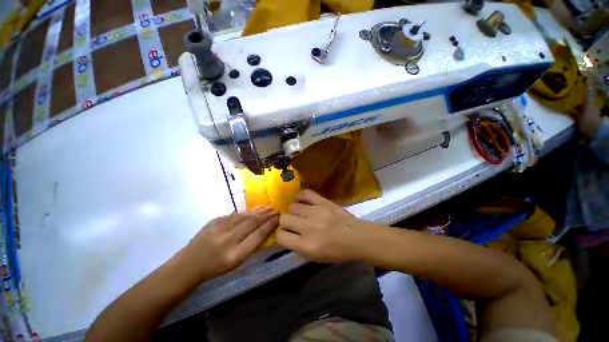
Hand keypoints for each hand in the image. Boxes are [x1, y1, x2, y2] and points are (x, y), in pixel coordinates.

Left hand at [181, 208, 277, 279]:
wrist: (189, 264)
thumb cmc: (216, 268)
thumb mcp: (236, 263)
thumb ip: (252, 246)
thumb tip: (266, 229)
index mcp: (234, 255)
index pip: (257, 237)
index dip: (269, 226)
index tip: (278, 220)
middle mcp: (227, 240)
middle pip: (252, 223)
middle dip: (267, 216)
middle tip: (277, 210)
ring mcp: (219, 228)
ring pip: (245, 216)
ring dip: (259, 211)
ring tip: (270, 207)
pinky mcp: (214, 221)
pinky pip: (236, 214)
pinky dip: (248, 211)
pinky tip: (256, 209)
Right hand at [277, 190, 370, 262]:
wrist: (356, 238)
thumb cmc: (336, 252)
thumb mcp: (314, 257)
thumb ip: (297, 246)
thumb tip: (284, 235)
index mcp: (306, 245)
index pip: (281, 236)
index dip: (280, 235)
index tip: (286, 234)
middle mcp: (308, 228)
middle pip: (284, 219)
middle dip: (285, 222)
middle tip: (293, 224)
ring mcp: (316, 212)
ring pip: (292, 206)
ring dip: (294, 211)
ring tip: (300, 213)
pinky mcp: (323, 202)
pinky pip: (305, 194)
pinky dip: (300, 197)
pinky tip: (302, 201)